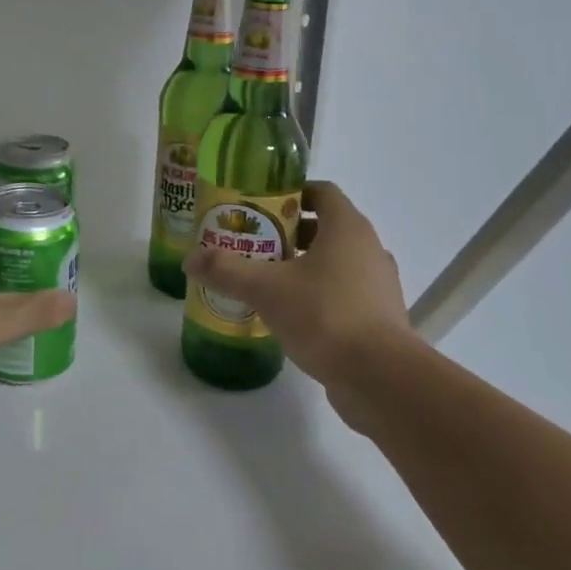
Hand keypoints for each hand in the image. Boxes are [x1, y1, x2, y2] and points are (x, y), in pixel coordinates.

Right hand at [183, 181, 412, 392]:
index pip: (321, 191)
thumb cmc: (325, 315)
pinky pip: (345, 292)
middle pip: (326, 227)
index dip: (291, 193)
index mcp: (347, 228)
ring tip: (267, 280)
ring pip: (336, 262)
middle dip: (289, 232)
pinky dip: (319, 294)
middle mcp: (368, 248)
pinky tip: (291, 314)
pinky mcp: (380, 317)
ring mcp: (378, 284)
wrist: (380, 378)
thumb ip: (227, 271)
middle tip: (254, 244)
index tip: (260, 207)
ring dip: (304, 265)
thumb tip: (190, 260)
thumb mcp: (266, 289)